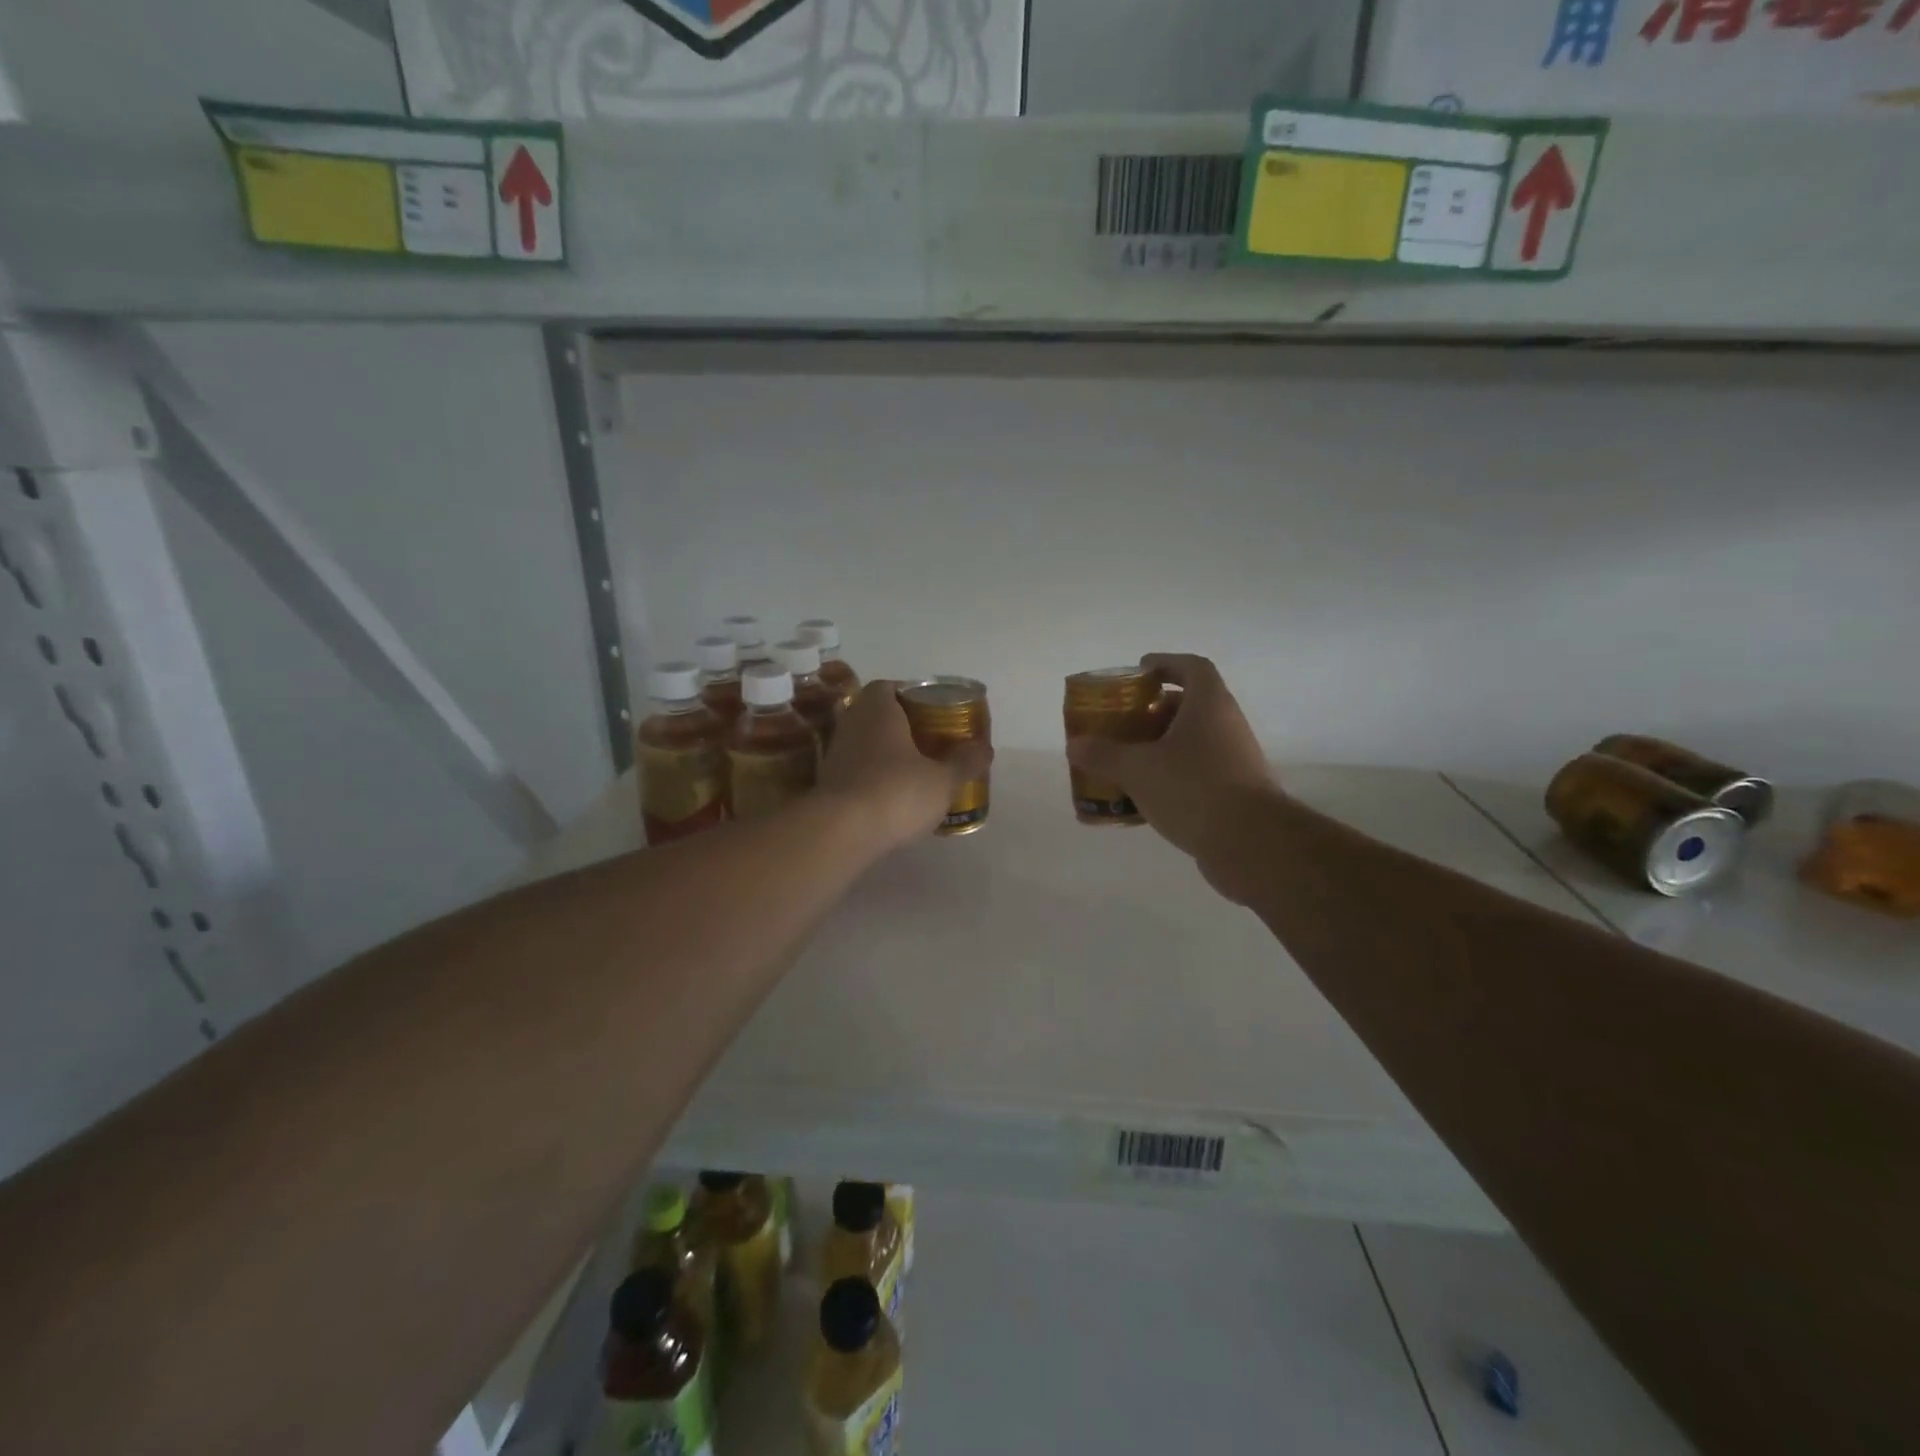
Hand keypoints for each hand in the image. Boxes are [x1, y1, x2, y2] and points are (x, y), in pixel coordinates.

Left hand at [819, 681, 993, 851]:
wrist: (841, 833)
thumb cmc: (896, 793)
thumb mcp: (943, 780)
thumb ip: (965, 762)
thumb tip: (985, 749)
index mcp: (878, 709)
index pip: (889, 687)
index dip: (911, 696)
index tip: (932, 712)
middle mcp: (851, 723)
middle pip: (877, 715)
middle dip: (902, 726)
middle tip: (931, 741)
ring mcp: (835, 754)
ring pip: (866, 744)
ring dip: (887, 753)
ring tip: (917, 771)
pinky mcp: (828, 784)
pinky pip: (857, 771)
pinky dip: (874, 777)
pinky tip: (894, 797)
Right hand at [1066, 654, 1282, 884]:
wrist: (1251, 844)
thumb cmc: (1193, 789)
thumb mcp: (1137, 769)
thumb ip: (1103, 755)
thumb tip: (1074, 745)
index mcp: (1209, 705)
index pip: (1192, 667)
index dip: (1166, 663)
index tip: (1140, 671)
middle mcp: (1227, 725)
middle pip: (1190, 705)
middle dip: (1155, 710)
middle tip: (1124, 721)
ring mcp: (1235, 759)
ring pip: (1193, 741)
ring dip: (1162, 745)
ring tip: (1127, 759)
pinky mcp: (1235, 791)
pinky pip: (1198, 772)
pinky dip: (1171, 775)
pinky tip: (1144, 796)